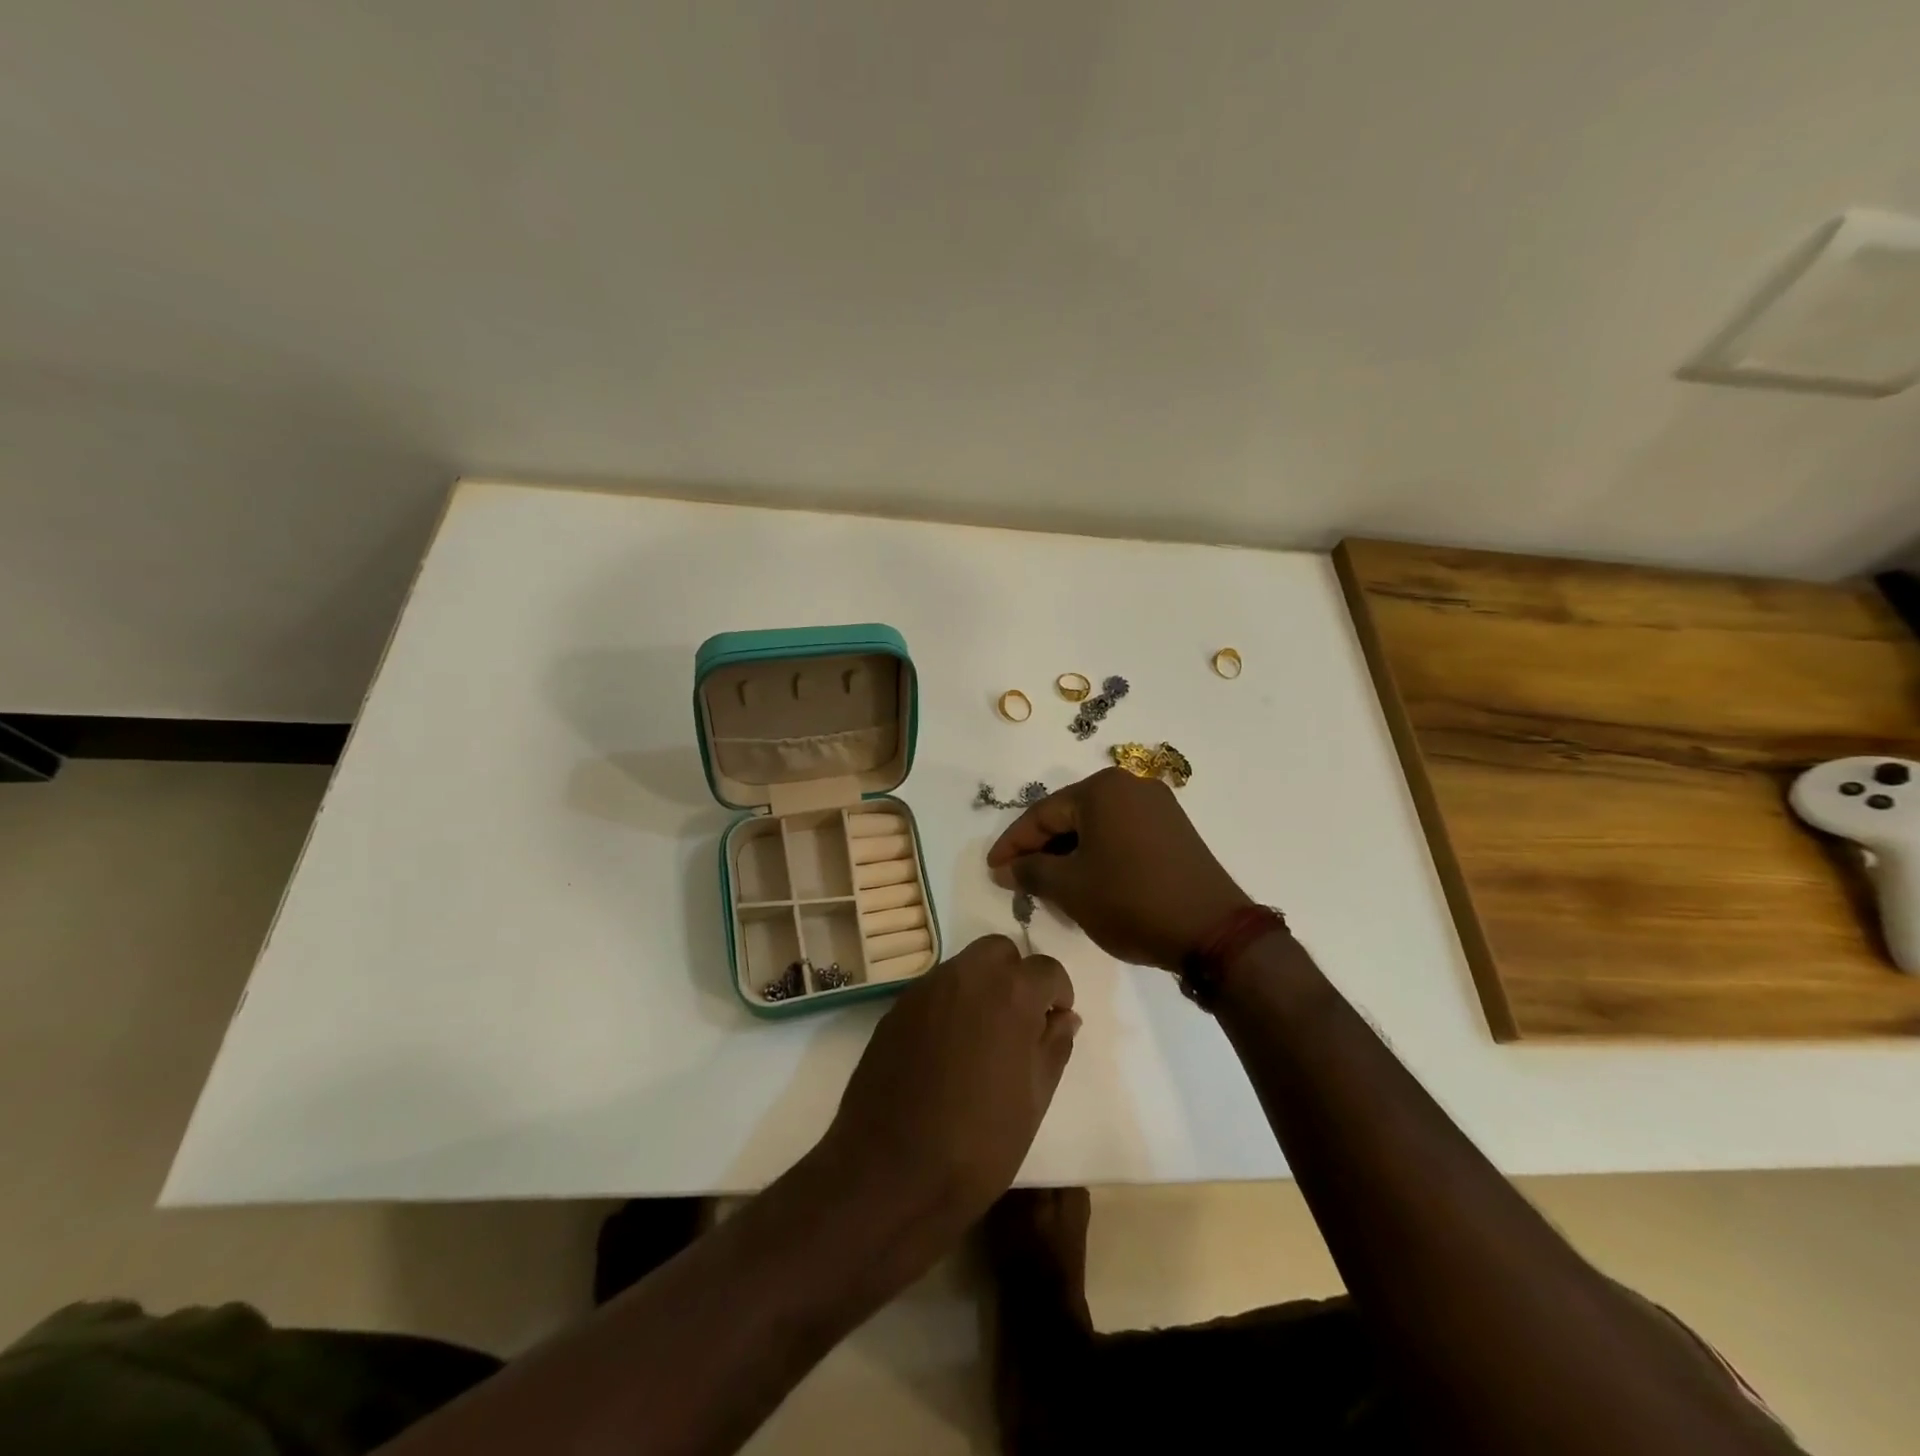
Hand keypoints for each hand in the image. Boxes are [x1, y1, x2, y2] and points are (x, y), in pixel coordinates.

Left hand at [820, 935, 1078, 1230]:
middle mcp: (965, 976)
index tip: (1055, 1022)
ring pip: (964, 966)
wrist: (890, 1172)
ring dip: (982, 986)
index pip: (1046, 968)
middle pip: (1000, 951)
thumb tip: (1064, 1017)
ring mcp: (925, 989)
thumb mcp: (1034, 1100)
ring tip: (984, 1038)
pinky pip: (934, 990)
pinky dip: (951, 1004)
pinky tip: (949, 1049)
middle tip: (1021, 1021)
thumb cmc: (979, 1143)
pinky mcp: (895, 1009)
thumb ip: (1054, 1046)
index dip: (1058, 992)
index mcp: (1009, 993)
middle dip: (1017, 975)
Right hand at [987, 767, 1250, 969]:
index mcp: (1103, 788)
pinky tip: (1086, 882)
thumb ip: (1030, 871)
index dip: (1012, 844)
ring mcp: (1158, 807)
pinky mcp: (1174, 831)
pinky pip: (1121, 836)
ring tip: (1048, 887)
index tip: (992, 870)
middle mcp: (1131, 786)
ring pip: (1096, 828)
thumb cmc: (1130, 900)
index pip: (1042, 814)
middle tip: (1018, 880)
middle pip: (1070, 816)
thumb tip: (1006, 869)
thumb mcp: (1070, 888)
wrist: (1212, 931)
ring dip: (1069, 855)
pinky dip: (1098, 856)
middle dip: (1041, 850)